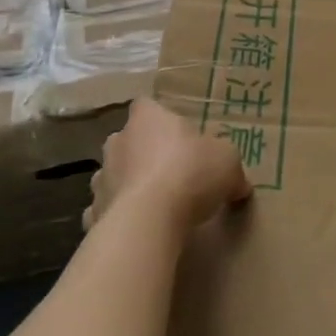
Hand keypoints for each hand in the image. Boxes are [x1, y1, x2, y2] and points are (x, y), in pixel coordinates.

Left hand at [82, 98, 252, 234]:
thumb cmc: (190, 173)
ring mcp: (102, 177)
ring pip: (115, 175)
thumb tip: (240, 185)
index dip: (159, 117)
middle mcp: (118, 141)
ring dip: (129, 185)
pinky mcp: (95, 212)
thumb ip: (231, 170)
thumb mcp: (228, 163)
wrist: (148, 220)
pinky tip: (139, 229)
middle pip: (128, 140)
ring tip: (155, 205)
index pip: (146, 105)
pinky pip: (107, 211)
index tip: (176, 134)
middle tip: (170, 171)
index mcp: (148, 118)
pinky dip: (119, 218)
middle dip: (143, 153)